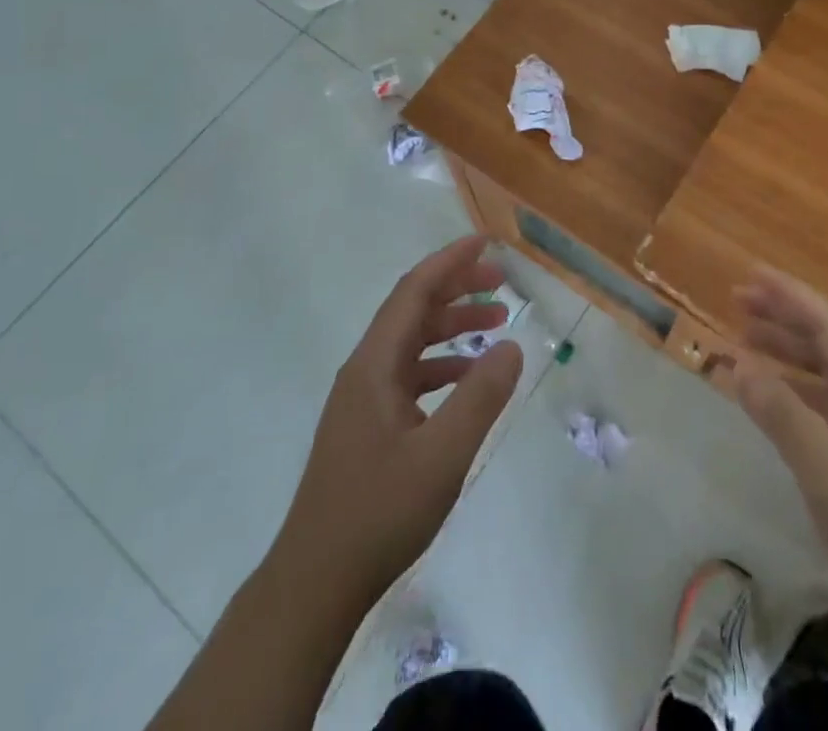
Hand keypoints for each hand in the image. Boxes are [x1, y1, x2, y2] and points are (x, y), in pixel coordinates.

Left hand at [275, 236, 524, 607]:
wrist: (315, 583)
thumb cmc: (379, 513)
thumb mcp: (442, 455)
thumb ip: (480, 396)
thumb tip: (512, 345)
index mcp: (375, 364)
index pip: (414, 291)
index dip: (449, 262)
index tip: (485, 243)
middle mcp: (365, 370)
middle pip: (413, 310)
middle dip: (456, 289)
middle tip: (501, 282)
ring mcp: (363, 399)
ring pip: (412, 342)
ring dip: (452, 327)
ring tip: (497, 324)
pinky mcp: (367, 427)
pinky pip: (409, 375)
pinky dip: (442, 365)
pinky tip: (469, 380)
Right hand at [729, 266, 827, 611]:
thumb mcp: (823, 467)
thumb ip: (780, 412)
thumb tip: (739, 362)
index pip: (826, 321)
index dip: (787, 294)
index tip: (750, 273)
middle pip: (827, 339)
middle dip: (782, 317)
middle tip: (737, 303)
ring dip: (788, 351)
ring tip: (747, 343)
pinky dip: (800, 388)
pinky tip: (778, 399)